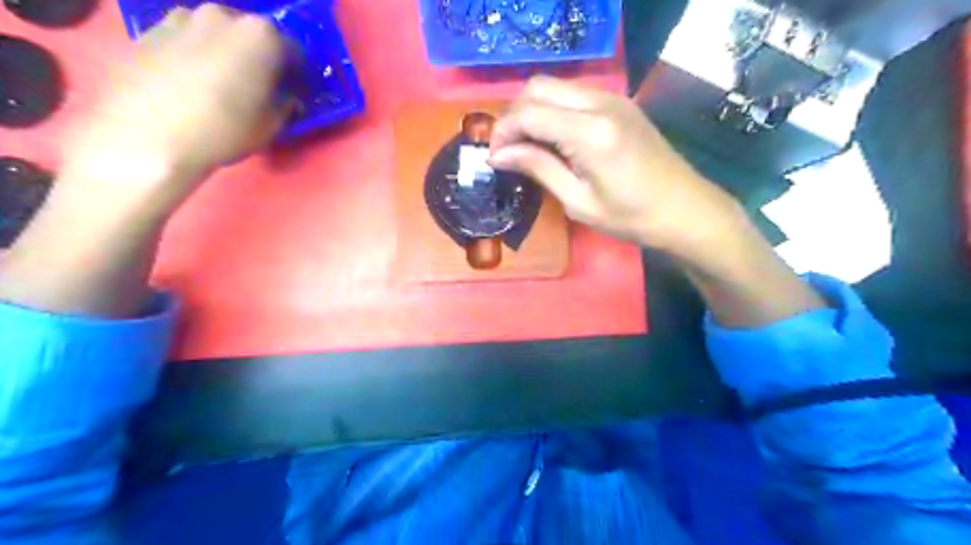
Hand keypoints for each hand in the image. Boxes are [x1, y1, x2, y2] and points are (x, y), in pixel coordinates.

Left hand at [59, 4, 285, 216]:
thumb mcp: (270, 126)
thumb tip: (288, 99)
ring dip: (226, 52)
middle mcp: (221, 15)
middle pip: (251, 33)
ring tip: (223, 83)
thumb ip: (286, 106)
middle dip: (260, 57)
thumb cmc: (223, 130)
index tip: (293, 90)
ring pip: (216, 33)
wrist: (148, 136)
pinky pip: (186, 40)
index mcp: (260, 35)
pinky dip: (195, 54)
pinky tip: (192, 83)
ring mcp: (180, 17)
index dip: (296, 72)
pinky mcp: (148, 30)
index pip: (292, 49)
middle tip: (260, 85)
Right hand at [494, 74, 745, 253]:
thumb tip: (499, 155)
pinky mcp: (620, 103)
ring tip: (527, 146)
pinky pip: (573, 94)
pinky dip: (553, 110)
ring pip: (555, 86)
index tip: (494, 158)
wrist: (685, 209)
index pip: (529, 113)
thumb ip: (538, 168)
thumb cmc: (631, 217)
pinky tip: (553, 139)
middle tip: (508, 150)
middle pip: (538, 87)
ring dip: (533, 110)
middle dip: (514, 115)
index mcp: (590, 132)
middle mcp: (600, 103)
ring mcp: (613, 99)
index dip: (503, 132)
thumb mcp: (578, 201)